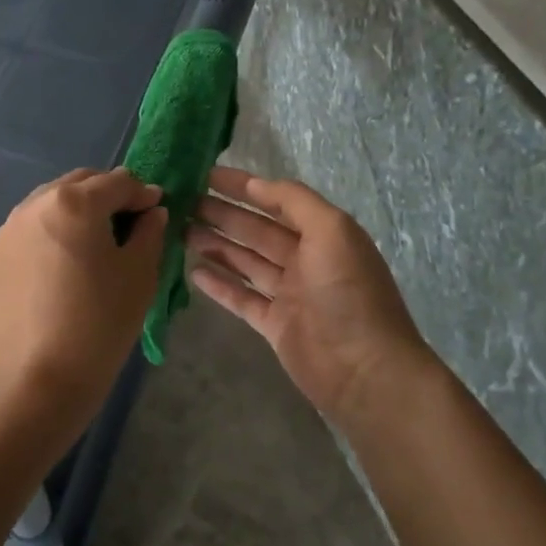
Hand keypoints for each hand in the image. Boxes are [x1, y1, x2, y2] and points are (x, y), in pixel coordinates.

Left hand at [0, 168, 165, 435]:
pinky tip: (62, 268)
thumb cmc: (100, 322)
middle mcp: (34, 204)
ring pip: (50, 204)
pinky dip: (50, 235)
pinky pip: (29, 231)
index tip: (156, 211)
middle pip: (80, 184)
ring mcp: (7, 230)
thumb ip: (150, 232)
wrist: (39, 379)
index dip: (143, 193)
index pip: (118, 181)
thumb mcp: (140, 274)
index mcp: (74, 202)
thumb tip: (151, 212)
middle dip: (107, 195)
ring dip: (76, 212)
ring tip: (93, 244)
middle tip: (128, 224)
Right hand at [188, 167, 433, 429]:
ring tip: (181, 231)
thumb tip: (257, 184)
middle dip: (222, 214)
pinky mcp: (275, 325)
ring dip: (215, 245)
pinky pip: (241, 298)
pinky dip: (219, 285)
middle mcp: (306, 260)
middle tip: (183, 203)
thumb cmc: (348, 293)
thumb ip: (295, 201)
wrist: (364, 370)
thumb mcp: (332, 231)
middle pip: (256, 230)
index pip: (277, 201)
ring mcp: (289, 294)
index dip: (244, 187)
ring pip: (245, 262)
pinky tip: (193, 271)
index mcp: (323, 234)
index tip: (206, 175)